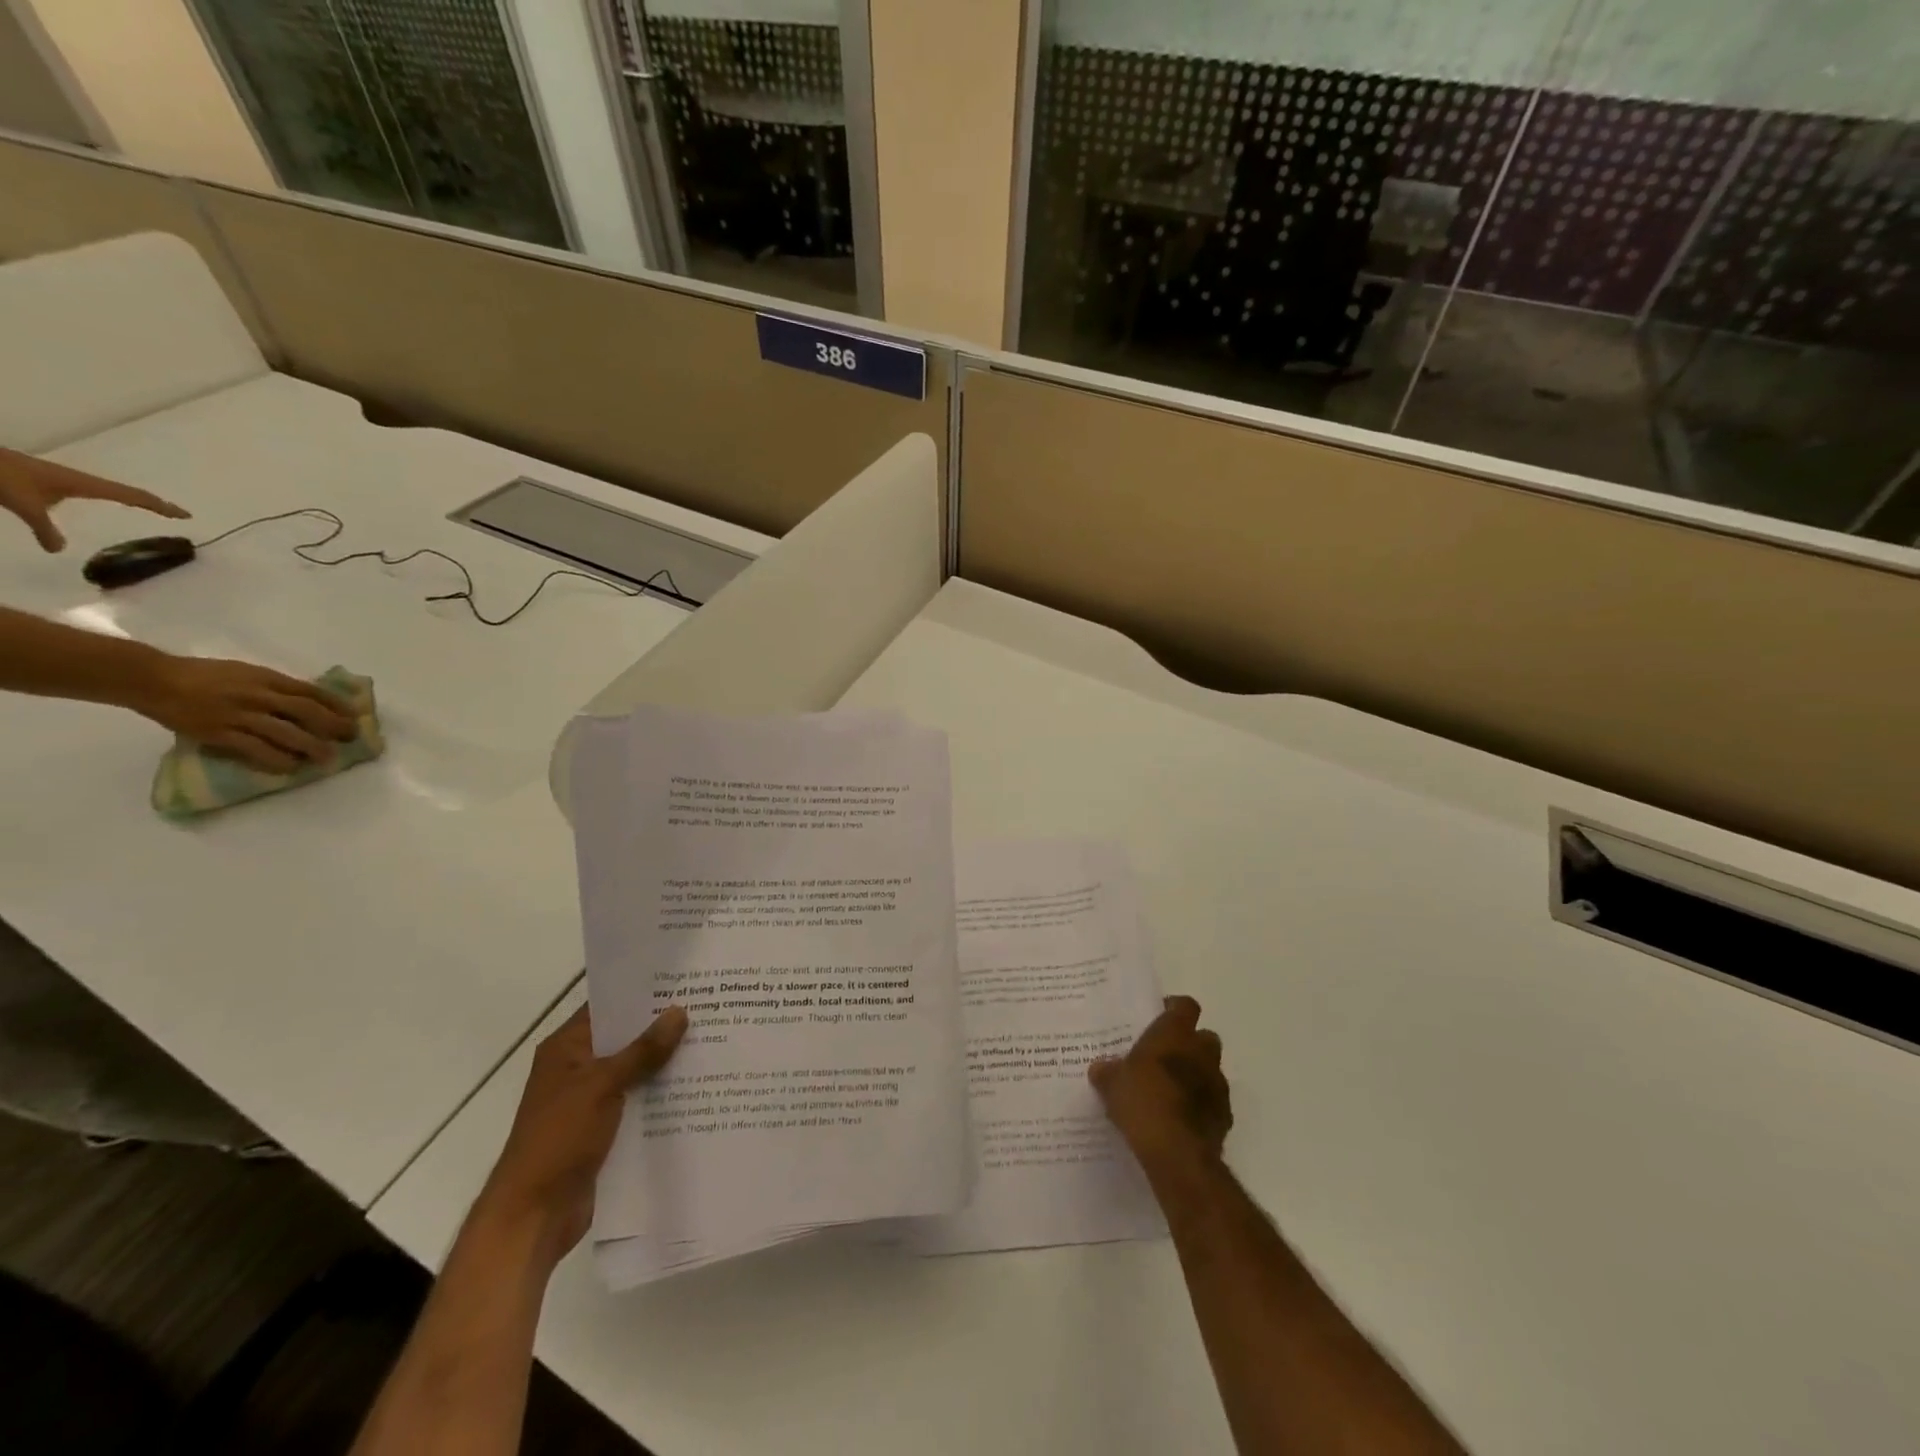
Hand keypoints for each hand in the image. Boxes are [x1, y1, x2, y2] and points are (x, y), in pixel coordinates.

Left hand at [0, 448, 188, 551]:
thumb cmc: (2, 476)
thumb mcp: (23, 504)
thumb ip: (44, 527)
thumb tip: (59, 550)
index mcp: (83, 483)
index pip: (131, 496)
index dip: (159, 506)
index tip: (185, 515)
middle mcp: (80, 481)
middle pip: (126, 492)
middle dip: (152, 502)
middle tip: (174, 513)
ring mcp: (65, 480)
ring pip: (109, 490)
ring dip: (131, 499)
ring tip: (148, 509)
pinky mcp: (50, 481)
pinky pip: (92, 492)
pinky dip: (108, 498)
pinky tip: (99, 504)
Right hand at [130, 655, 357, 772]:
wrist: (152, 679)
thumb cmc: (202, 675)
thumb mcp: (245, 672)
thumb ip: (274, 685)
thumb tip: (307, 700)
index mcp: (265, 678)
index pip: (311, 692)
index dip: (336, 705)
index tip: (354, 716)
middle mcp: (257, 695)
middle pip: (306, 712)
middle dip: (333, 726)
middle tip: (350, 738)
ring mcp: (238, 714)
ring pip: (286, 733)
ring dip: (311, 747)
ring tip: (327, 758)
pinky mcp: (218, 732)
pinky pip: (254, 749)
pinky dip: (276, 759)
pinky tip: (290, 767)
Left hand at [476, 1003, 687, 1265]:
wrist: (533, 1216)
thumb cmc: (559, 1139)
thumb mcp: (602, 1086)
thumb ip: (642, 1050)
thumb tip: (679, 1011)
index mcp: (567, 1048)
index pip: (609, 1006)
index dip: (643, 993)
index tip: (685, 979)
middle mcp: (578, 1068)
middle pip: (626, 1038)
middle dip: (663, 1027)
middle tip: (711, 1007)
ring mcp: (591, 1100)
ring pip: (637, 1070)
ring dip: (667, 1062)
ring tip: (715, 1041)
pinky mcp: (605, 1129)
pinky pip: (639, 1101)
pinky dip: (663, 1094)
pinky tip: (700, 1086)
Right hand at [1090, 995, 1231, 1177]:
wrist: (1177, 1154)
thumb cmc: (1143, 1102)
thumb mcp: (1112, 1084)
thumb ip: (1107, 1072)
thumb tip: (1100, 1068)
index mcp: (1175, 1034)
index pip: (1185, 1006)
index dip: (1174, 1009)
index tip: (1158, 1018)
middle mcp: (1201, 1052)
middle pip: (1204, 1037)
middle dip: (1189, 1044)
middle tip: (1164, 1056)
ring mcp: (1217, 1084)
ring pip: (1210, 1070)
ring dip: (1196, 1076)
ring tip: (1170, 1091)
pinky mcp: (1225, 1116)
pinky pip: (1213, 1102)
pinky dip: (1201, 1105)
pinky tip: (1180, 1119)